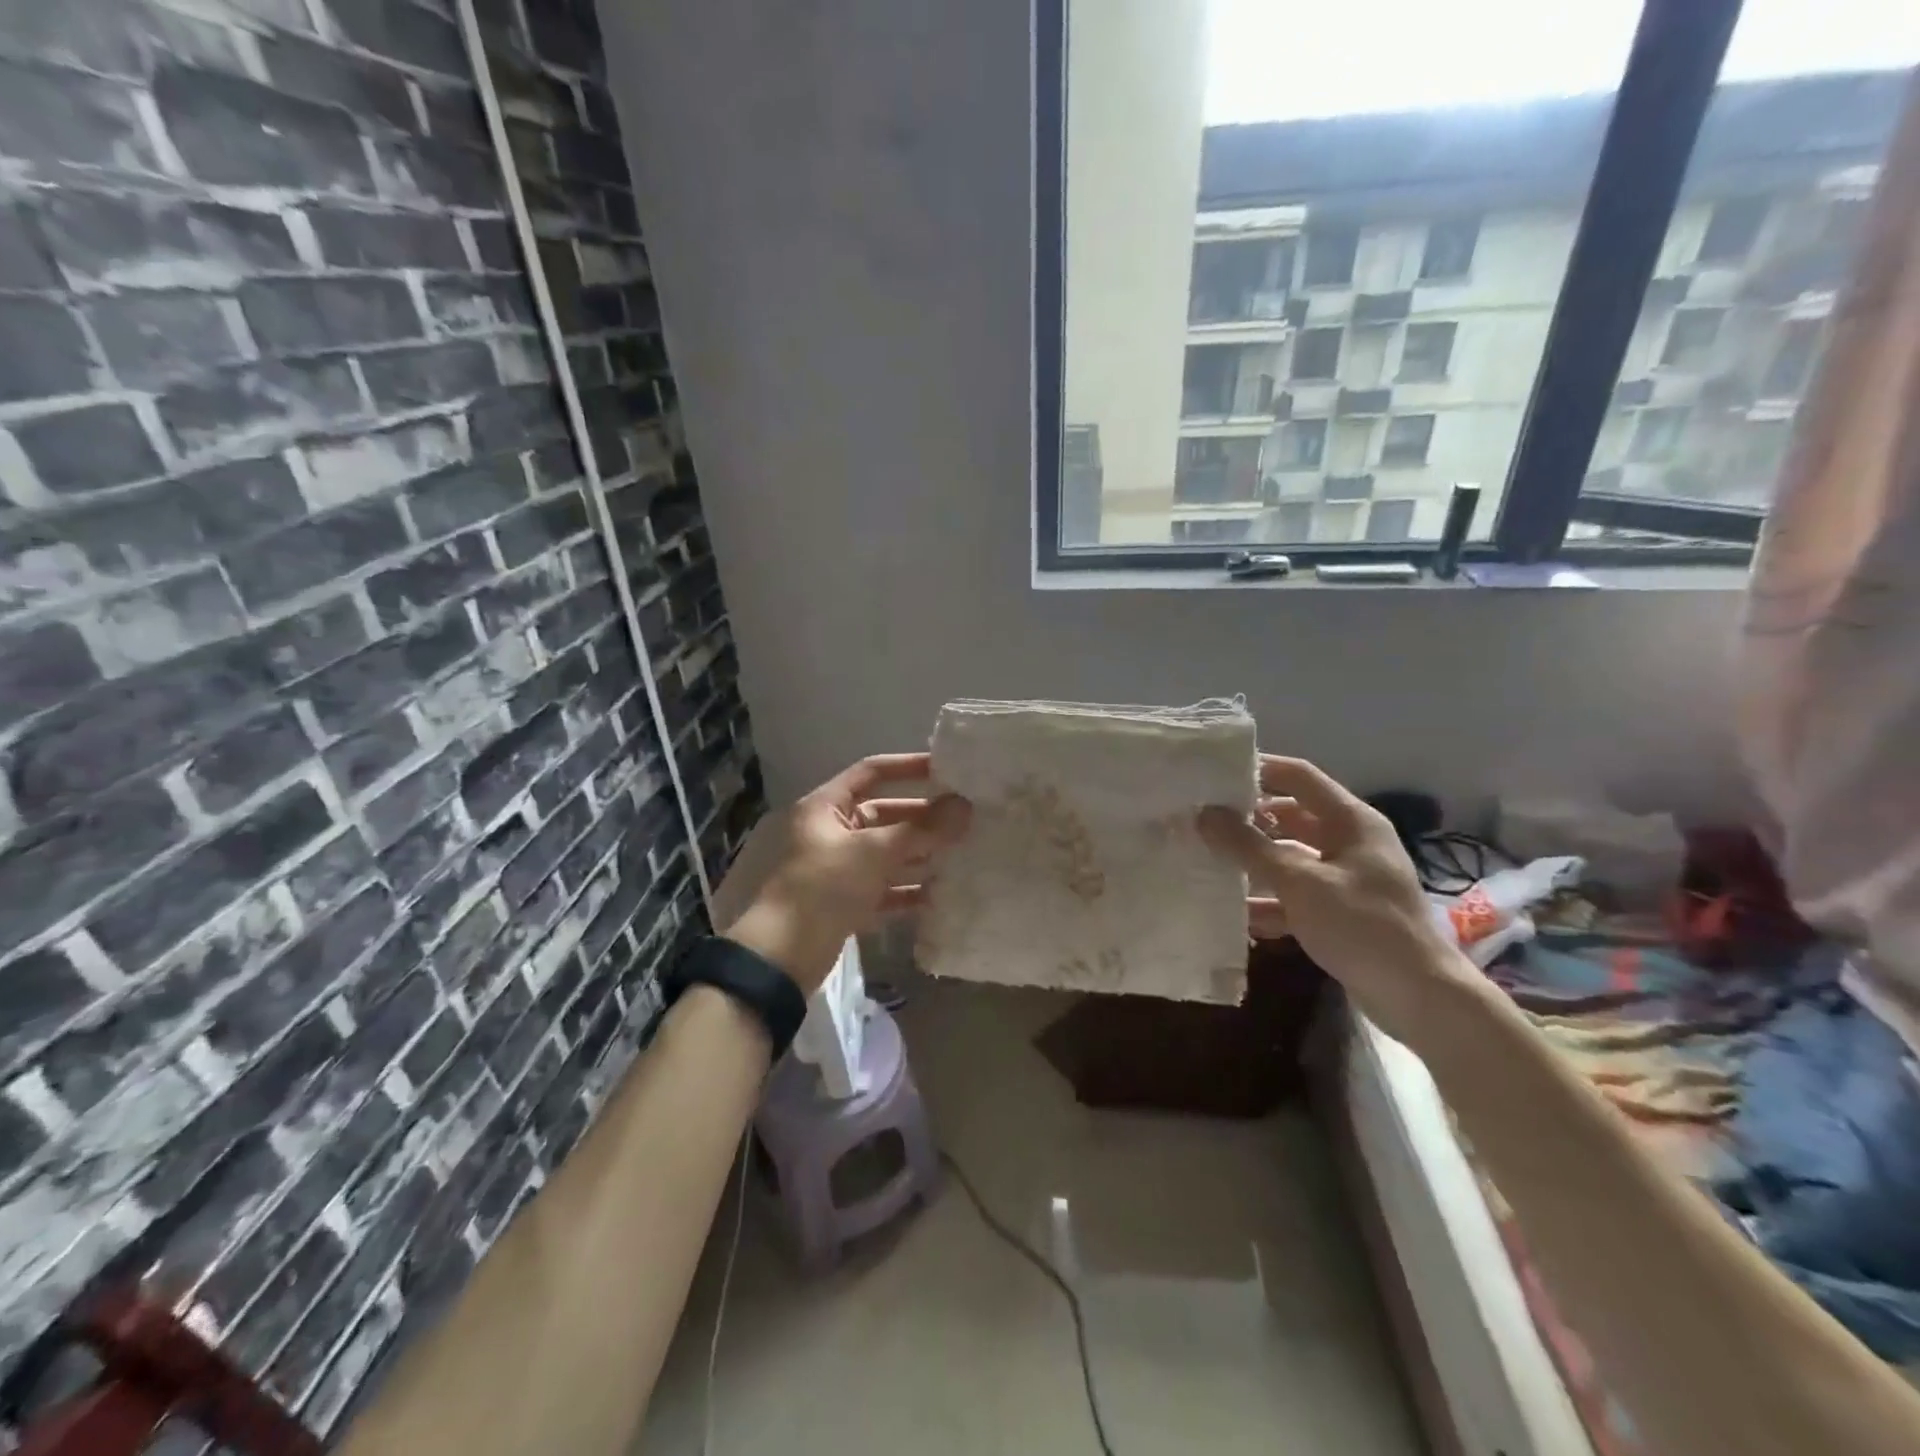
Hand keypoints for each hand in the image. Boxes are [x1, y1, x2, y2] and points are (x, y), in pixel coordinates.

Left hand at [724, 754, 969, 993]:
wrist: (784, 954)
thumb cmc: (825, 886)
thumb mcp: (874, 852)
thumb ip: (922, 829)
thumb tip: (965, 806)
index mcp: (827, 807)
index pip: (871, 772)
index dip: (908, 767)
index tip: (947, 770)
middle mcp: (833, 832)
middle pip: (885, 815)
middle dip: (923, 818)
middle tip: (966, 819)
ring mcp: (840, 868)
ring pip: (888, 852)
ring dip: (921, 854)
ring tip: (962, 854)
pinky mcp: (848, 902)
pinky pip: (886, 887)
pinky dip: (909, 889)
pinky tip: (940, 894)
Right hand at [1198, 756, 1481, 1048]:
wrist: (1420, 998)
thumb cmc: (1362, 925)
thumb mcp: (1300, 882)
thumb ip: (1249, 847)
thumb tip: (1205, 814)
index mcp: (1350, 821)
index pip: (1298, 776)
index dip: (1258, 770)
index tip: (1213, 775)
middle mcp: (1349, 842)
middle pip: (1290, 818)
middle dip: (1247, 822)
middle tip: (1201, 823)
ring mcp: (1346, 879)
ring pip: (1289, 858)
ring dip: (1253, 864)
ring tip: (1208, 865)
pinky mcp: (1341, 913)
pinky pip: (1296, 896)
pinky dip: (1269, 902)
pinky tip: (1236, 916)